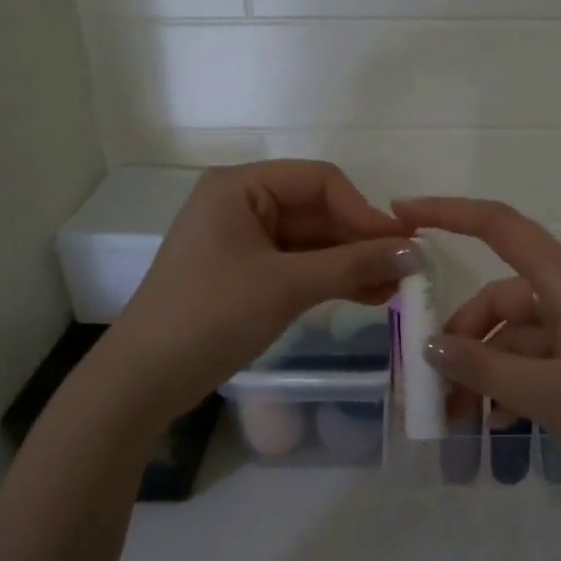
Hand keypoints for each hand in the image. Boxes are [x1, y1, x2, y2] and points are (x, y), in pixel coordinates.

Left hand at [112, 162, 418, 419]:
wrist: (145, 379)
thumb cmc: (211, 317)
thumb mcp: (287, 286)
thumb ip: (353, 264)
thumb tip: (415, 253)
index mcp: (241, 186)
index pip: (320, 181)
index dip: (364, 211)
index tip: (402, 246)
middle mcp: (242, 203)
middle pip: (318, 211)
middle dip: (361, 241)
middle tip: (405, 272)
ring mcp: (243, 240)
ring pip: (312, 241)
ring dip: (352, 263)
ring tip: (394, 290)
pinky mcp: (246, 272)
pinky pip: (299, 265)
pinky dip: (331, 278)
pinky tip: (368, 296)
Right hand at [392, 197, 560, 494]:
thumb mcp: (548, 393)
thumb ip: (484, 368)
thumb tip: (430, 346)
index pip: (499, 225)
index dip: (448, 211)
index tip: (401, 213)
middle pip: (500, 299)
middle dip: (461, 339)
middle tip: (432, 389)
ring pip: (517, 337)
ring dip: (486, 372)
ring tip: (461, 420)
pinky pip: (541, 360)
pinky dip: (515, 384)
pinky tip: (501, 424)